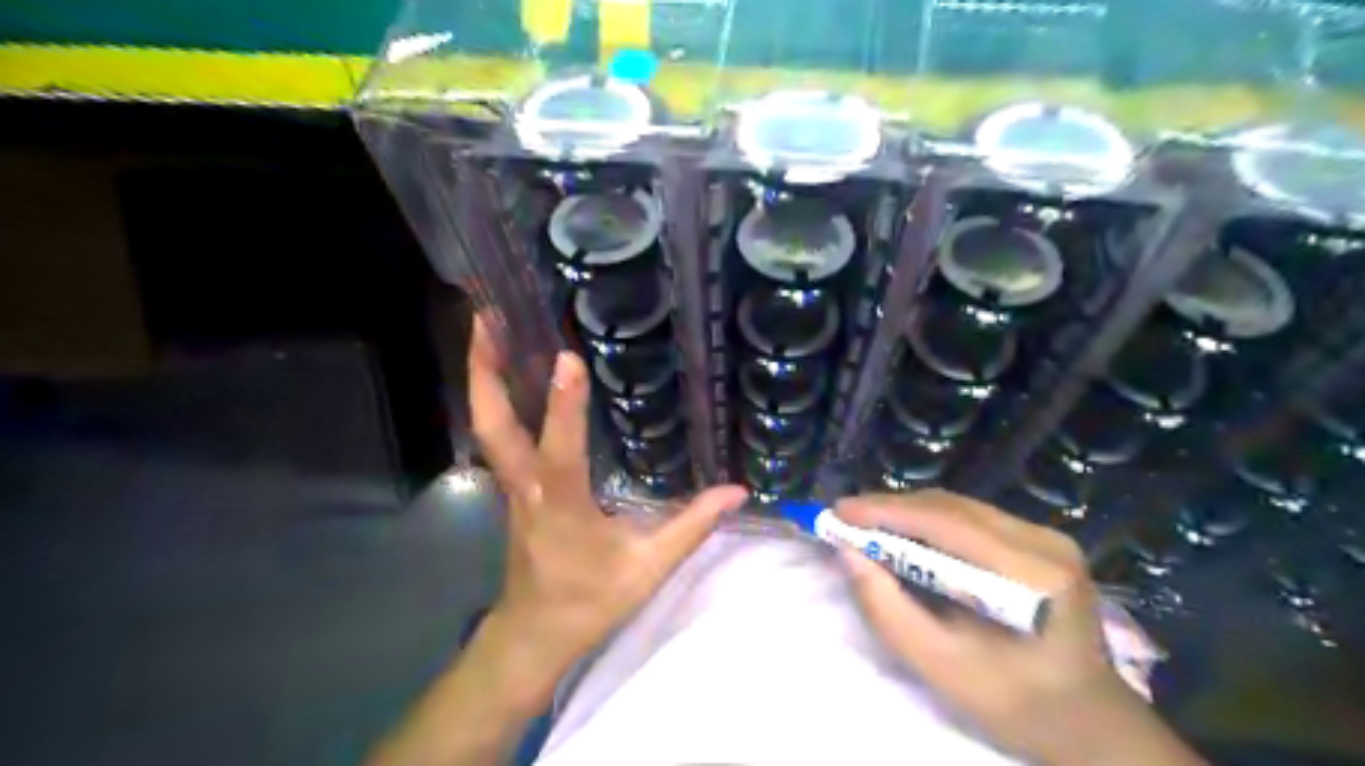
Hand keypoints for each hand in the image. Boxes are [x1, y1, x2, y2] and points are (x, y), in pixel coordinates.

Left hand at [470, 319, 745, 706]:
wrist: (535, 634)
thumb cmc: (590, 601)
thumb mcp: (648, 569)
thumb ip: (692, 526)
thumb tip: (737, 491)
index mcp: (562, 507)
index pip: (560, 452)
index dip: (564, 406)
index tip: (568, 357)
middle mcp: (527, 488)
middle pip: (491, 426)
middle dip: (485, 370)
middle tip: (487, 316)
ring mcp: (512, 487)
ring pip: (486, 428)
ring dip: (483, 377)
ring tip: (490, 327)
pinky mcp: (512, 488)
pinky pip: (497, 437)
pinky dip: (495, 399)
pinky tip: (510, 375)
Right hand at [837, 490, 1197, 764]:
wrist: (1087, 720)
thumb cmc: (1015, 704)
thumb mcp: (940, 667)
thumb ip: (888, 609)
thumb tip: (848, 552)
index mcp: (1034, 577)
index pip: (948, 523)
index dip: (888, 511)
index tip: (839, 511)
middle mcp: (1046, 542)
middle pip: (953, 508)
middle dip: (892, 509)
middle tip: (845, 518)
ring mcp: (1048, 537)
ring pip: (960, 507)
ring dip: (909, 513)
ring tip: (866, 525)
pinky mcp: (1042, 540)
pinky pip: (973, 517)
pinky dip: (931, 522)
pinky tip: (906, 534)